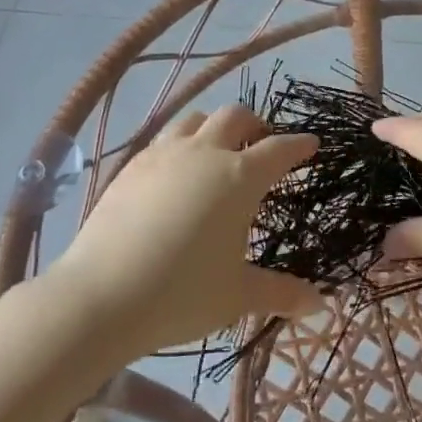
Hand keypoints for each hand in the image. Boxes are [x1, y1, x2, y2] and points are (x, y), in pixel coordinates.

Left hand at [52, 104, 322, 356]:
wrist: (101, 296)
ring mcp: (164, 155)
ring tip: (217, 149)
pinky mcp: (132, 166)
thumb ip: (281, 293)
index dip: (298, 145)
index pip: (279, 150)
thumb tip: (320, 304)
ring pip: (195, 119)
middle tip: (262, 144)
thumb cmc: (182, 294)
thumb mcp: (238, 296)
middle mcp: (205, 153)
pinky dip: (181, 144)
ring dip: (214, 127)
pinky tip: (176, 171)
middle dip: (256, 125)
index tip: (311, 144)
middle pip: (235, 117)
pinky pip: (164, 139)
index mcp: (239, 178)